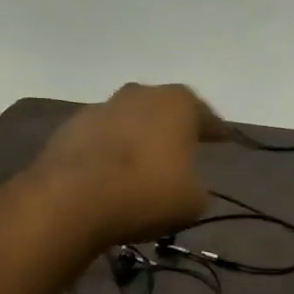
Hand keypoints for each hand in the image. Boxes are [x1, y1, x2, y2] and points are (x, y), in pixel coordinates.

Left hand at [32, 83, 227, 245]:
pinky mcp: (69, 129)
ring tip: (143, 168)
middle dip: (173, 130)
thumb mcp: (194, 199)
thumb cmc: (147, 192)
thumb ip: (195, 183)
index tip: (224, 140)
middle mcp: (140, 94)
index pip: (206, 116)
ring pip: (130, 123)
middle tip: (183, 151)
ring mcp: (100, 108)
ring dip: (138, 141)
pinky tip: (112, 177)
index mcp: (178, 104)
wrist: (73, 199)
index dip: (216, 131)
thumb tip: (183, 181)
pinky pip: (101, 141)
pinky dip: (110, 155)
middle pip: (164, 111)